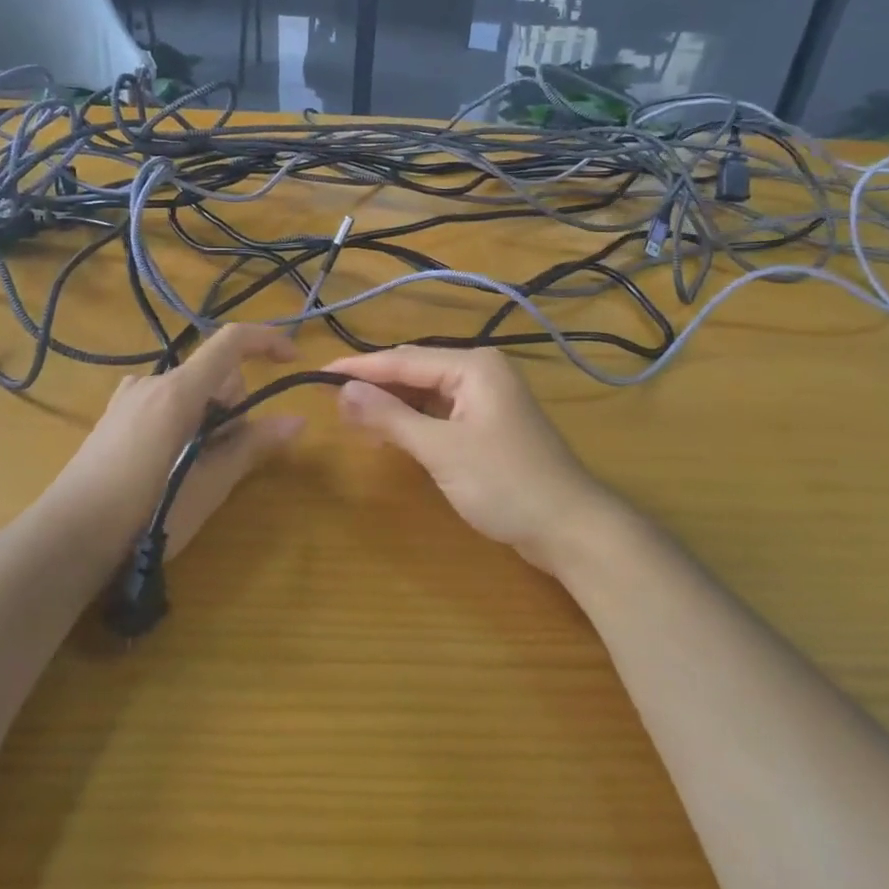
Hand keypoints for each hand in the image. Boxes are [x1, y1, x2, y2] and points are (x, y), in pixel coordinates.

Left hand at [42, 325, 303, 557]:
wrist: (66, 541)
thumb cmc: (145, 515)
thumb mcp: (208, 485)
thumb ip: (252, 447)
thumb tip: (297, 421)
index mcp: (178, 392)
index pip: (231, 342)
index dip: (268, 341)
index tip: (293, 363)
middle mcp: (152, 382)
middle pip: (213, 374)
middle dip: (233, 406)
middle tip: (225, 458)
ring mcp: (127, 397)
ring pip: (189, 391)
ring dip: (207, 418)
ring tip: (194, 469)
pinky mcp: (113, 416)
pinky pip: (163, 402)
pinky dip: (180, 420)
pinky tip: (166, 462)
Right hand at [324, 347, 619, 573]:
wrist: (570, 528)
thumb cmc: (505, 483)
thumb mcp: (440, 450)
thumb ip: (389, 418)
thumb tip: (342, 390)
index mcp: (473, 366)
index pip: (403, 360)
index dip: (360, 368)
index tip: (318, 373)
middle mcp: (480, 373)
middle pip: (415, 372)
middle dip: (374, 386)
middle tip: (329, 399)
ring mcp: (486, 400)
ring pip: (426, 394)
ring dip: (392, 406)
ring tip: (352, 418)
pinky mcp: (488, 427)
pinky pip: (440, 414)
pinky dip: (413, 423)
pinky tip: (389, 435)